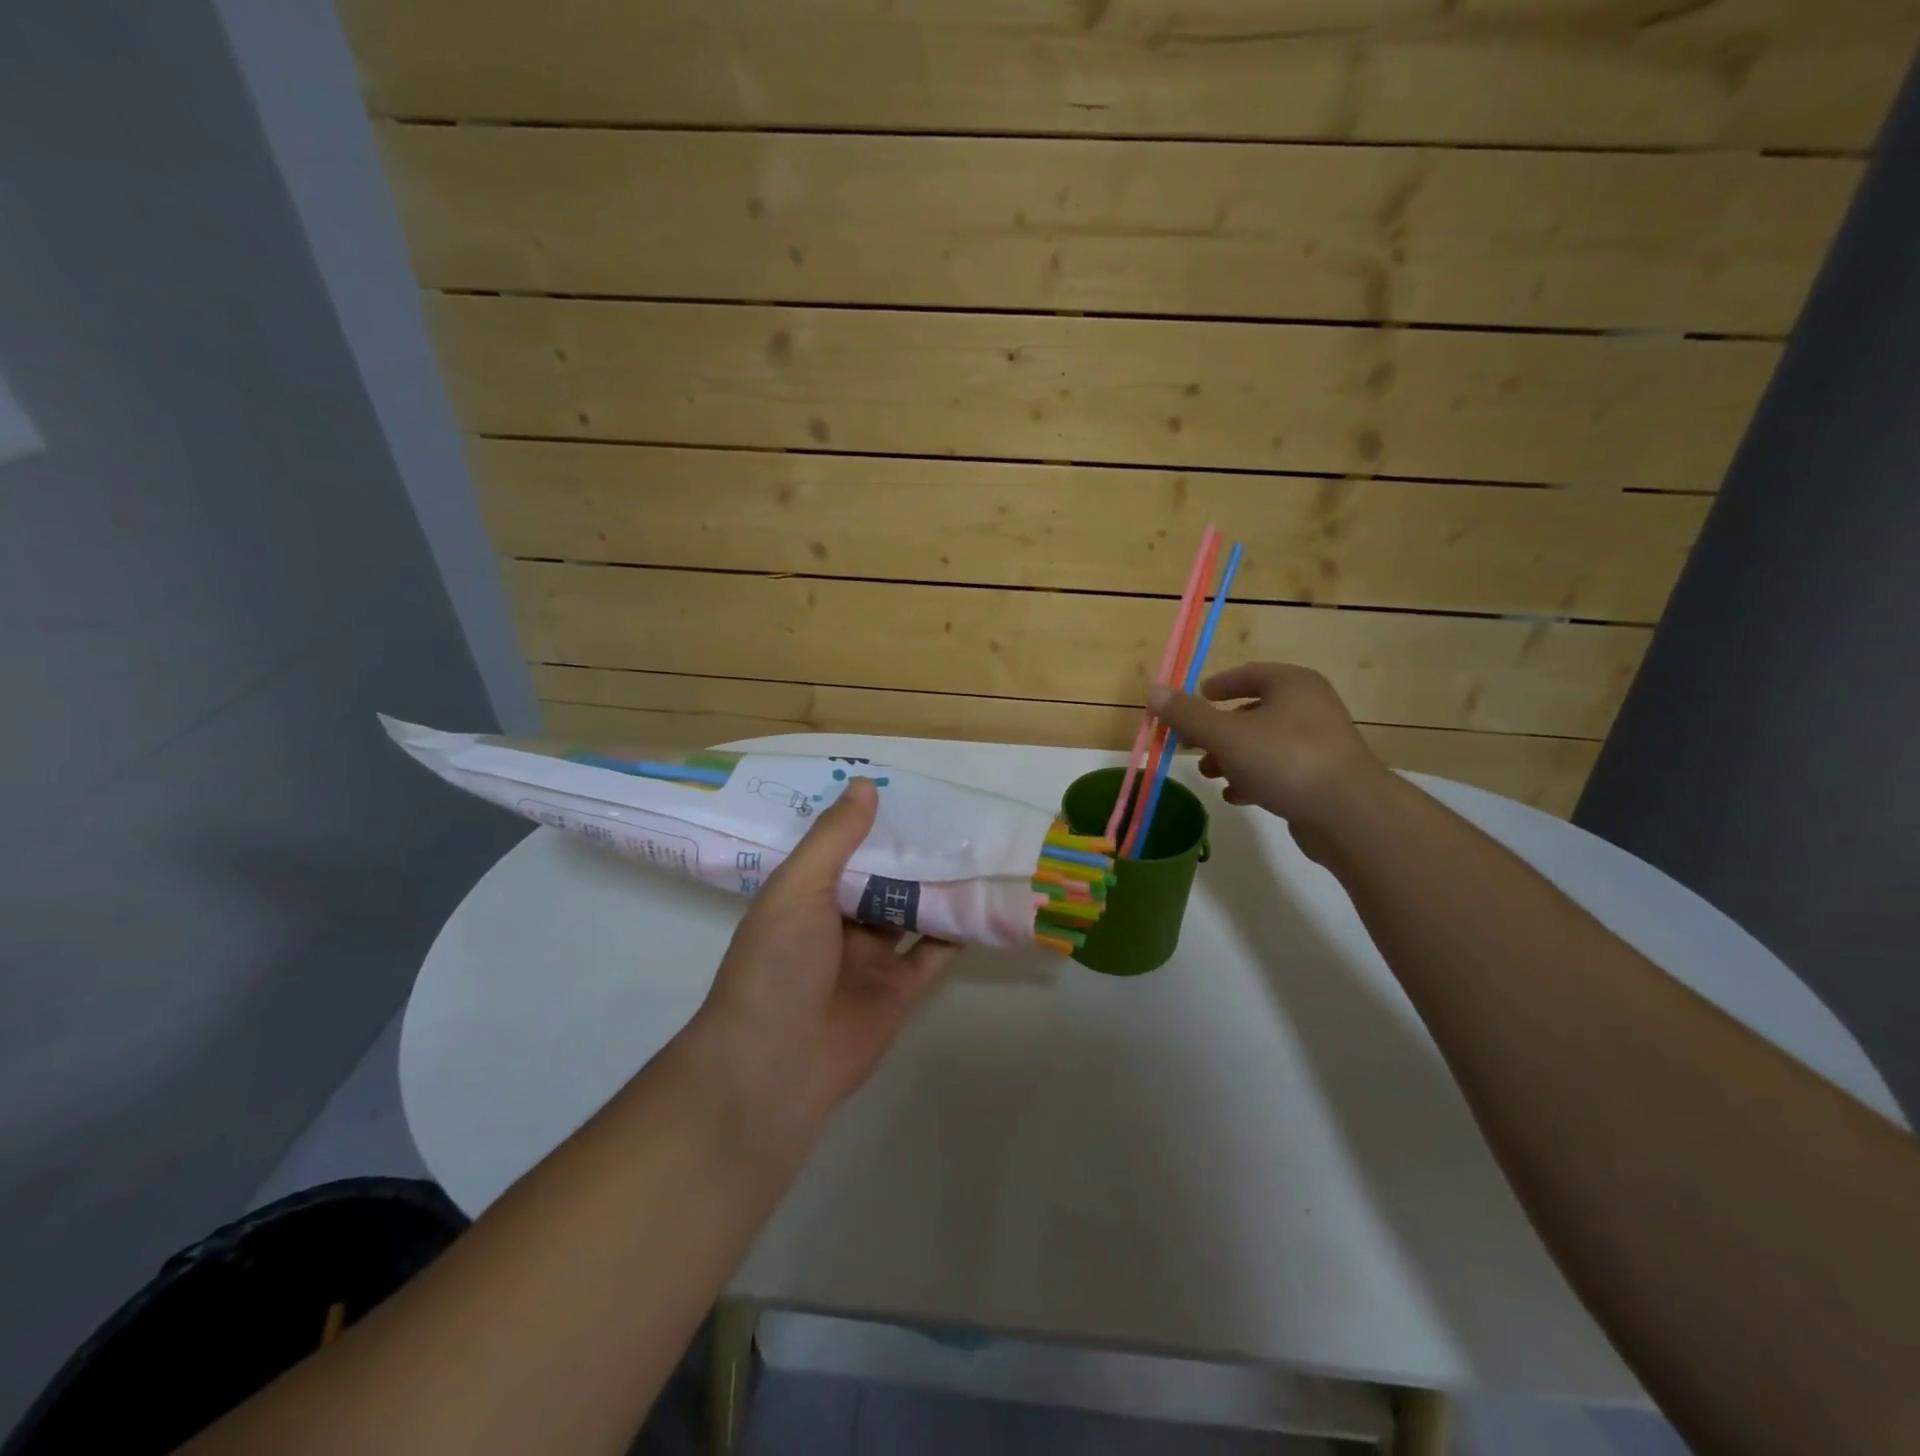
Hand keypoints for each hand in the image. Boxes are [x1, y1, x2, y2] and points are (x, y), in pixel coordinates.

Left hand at [690, 779, 955, 1137]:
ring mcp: (871, 959)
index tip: (905, 790)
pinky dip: (958, 931)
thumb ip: (835, 838)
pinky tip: (985, 901)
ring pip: (912, 912)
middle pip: (882, 879)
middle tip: (954, 815)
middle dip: (911, 852)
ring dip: (939, 886)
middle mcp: (838, 924)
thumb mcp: (799, 887)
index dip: (870, 822)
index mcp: (806, 896)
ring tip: (976, 849)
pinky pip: (935, 953)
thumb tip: (865, 784)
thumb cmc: (777, 963)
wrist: (775, 1065)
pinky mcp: (900, 990)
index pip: (842, 849)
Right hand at [1148, 663, 1387, 850]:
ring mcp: (1320, 743)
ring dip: (1232, 757)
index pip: (1248, 673)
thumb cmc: (1284, 760)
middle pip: (1253, 711)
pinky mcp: (1323, 776)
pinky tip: (1236, 795)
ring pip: (1264, 743)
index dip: (1217, 685)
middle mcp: (1310, 706)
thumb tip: (1154, 691)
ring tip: (1209, 775)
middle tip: (1191, 744)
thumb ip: (1188, 714)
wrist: (1349, 813)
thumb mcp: (1226, 734)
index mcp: (1292, 684)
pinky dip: (1254, 778)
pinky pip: (1280, 769)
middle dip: (1218, 730)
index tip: (1194, 700)